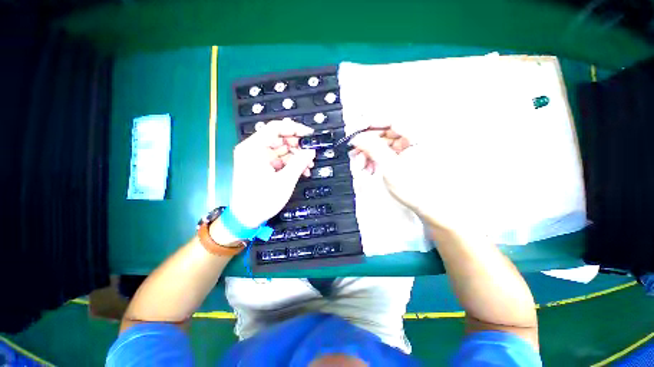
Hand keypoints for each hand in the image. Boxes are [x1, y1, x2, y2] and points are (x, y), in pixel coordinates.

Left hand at [228, 120, 315, 227]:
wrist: (246, 218)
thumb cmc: (263, 200)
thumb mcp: (285, 181)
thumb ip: (299, 163)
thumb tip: (311, 150)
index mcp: (253, 148)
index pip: (275, 128)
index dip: (295, 128)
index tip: (310, 135)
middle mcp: (253, 149)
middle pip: (279, 138)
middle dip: (297, 146)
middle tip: (311, 154)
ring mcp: (257, 157)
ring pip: (281, 149)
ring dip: (296, 156)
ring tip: (309, 165)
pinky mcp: (261, 166)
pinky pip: (279, 159)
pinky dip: (291, 163)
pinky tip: (303, 171)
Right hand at [351, 129, 483, 237]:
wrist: (430, 205)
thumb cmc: (417, 189)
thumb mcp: (390, 167)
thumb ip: (373, 148)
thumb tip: (359, 137)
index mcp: (418, 136)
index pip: (391, 119)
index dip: (371, 122)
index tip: (357, 130)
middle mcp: (415, 138)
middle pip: (386, 130)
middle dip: (368, 139)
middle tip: (355, 147)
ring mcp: (410, 147)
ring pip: (385, 140)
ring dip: (370, 149)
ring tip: (360, 159)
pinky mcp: (405, 155)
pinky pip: (387, 150)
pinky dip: (376, 155)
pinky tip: (369, 163)